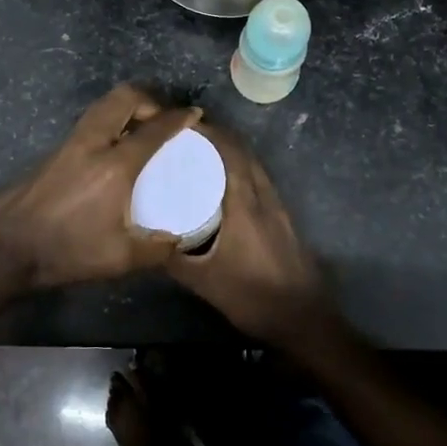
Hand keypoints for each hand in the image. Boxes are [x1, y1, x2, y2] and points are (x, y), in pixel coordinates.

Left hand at [0, 84, 200, 290]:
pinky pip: (89, 122)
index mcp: (114, 166)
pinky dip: (108, 122)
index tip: (193, 115)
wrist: (7, 248)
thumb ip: (155, 248)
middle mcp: (92, 144)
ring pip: (102, 106)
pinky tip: (112, 149)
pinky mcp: (54, 152)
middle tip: (162, 118)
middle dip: (149, 99)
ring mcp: (69, 144)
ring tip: (140, 129)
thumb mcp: (119, 258)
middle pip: (123, 98)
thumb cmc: (67, 251)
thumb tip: (178, 240)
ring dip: (125, 107)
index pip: (153, 130)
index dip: (178, 118)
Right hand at [167, 125, 336, 347]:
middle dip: (216, 138)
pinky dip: (241, 171)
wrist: (304, 319)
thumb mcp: (203, 281)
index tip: (181, 126)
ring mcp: (277, 207)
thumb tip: (142, 237)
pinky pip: (259, 181)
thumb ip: (173, 257)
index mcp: (244, 204)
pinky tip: (224, 186)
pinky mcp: (283, 218)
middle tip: (185, 137)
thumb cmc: (252, 297)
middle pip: (242, 153)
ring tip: (200, 155)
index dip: (208, 133)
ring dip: (231, 153)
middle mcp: (263, 197)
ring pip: (253, 166)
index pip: (228, 153)